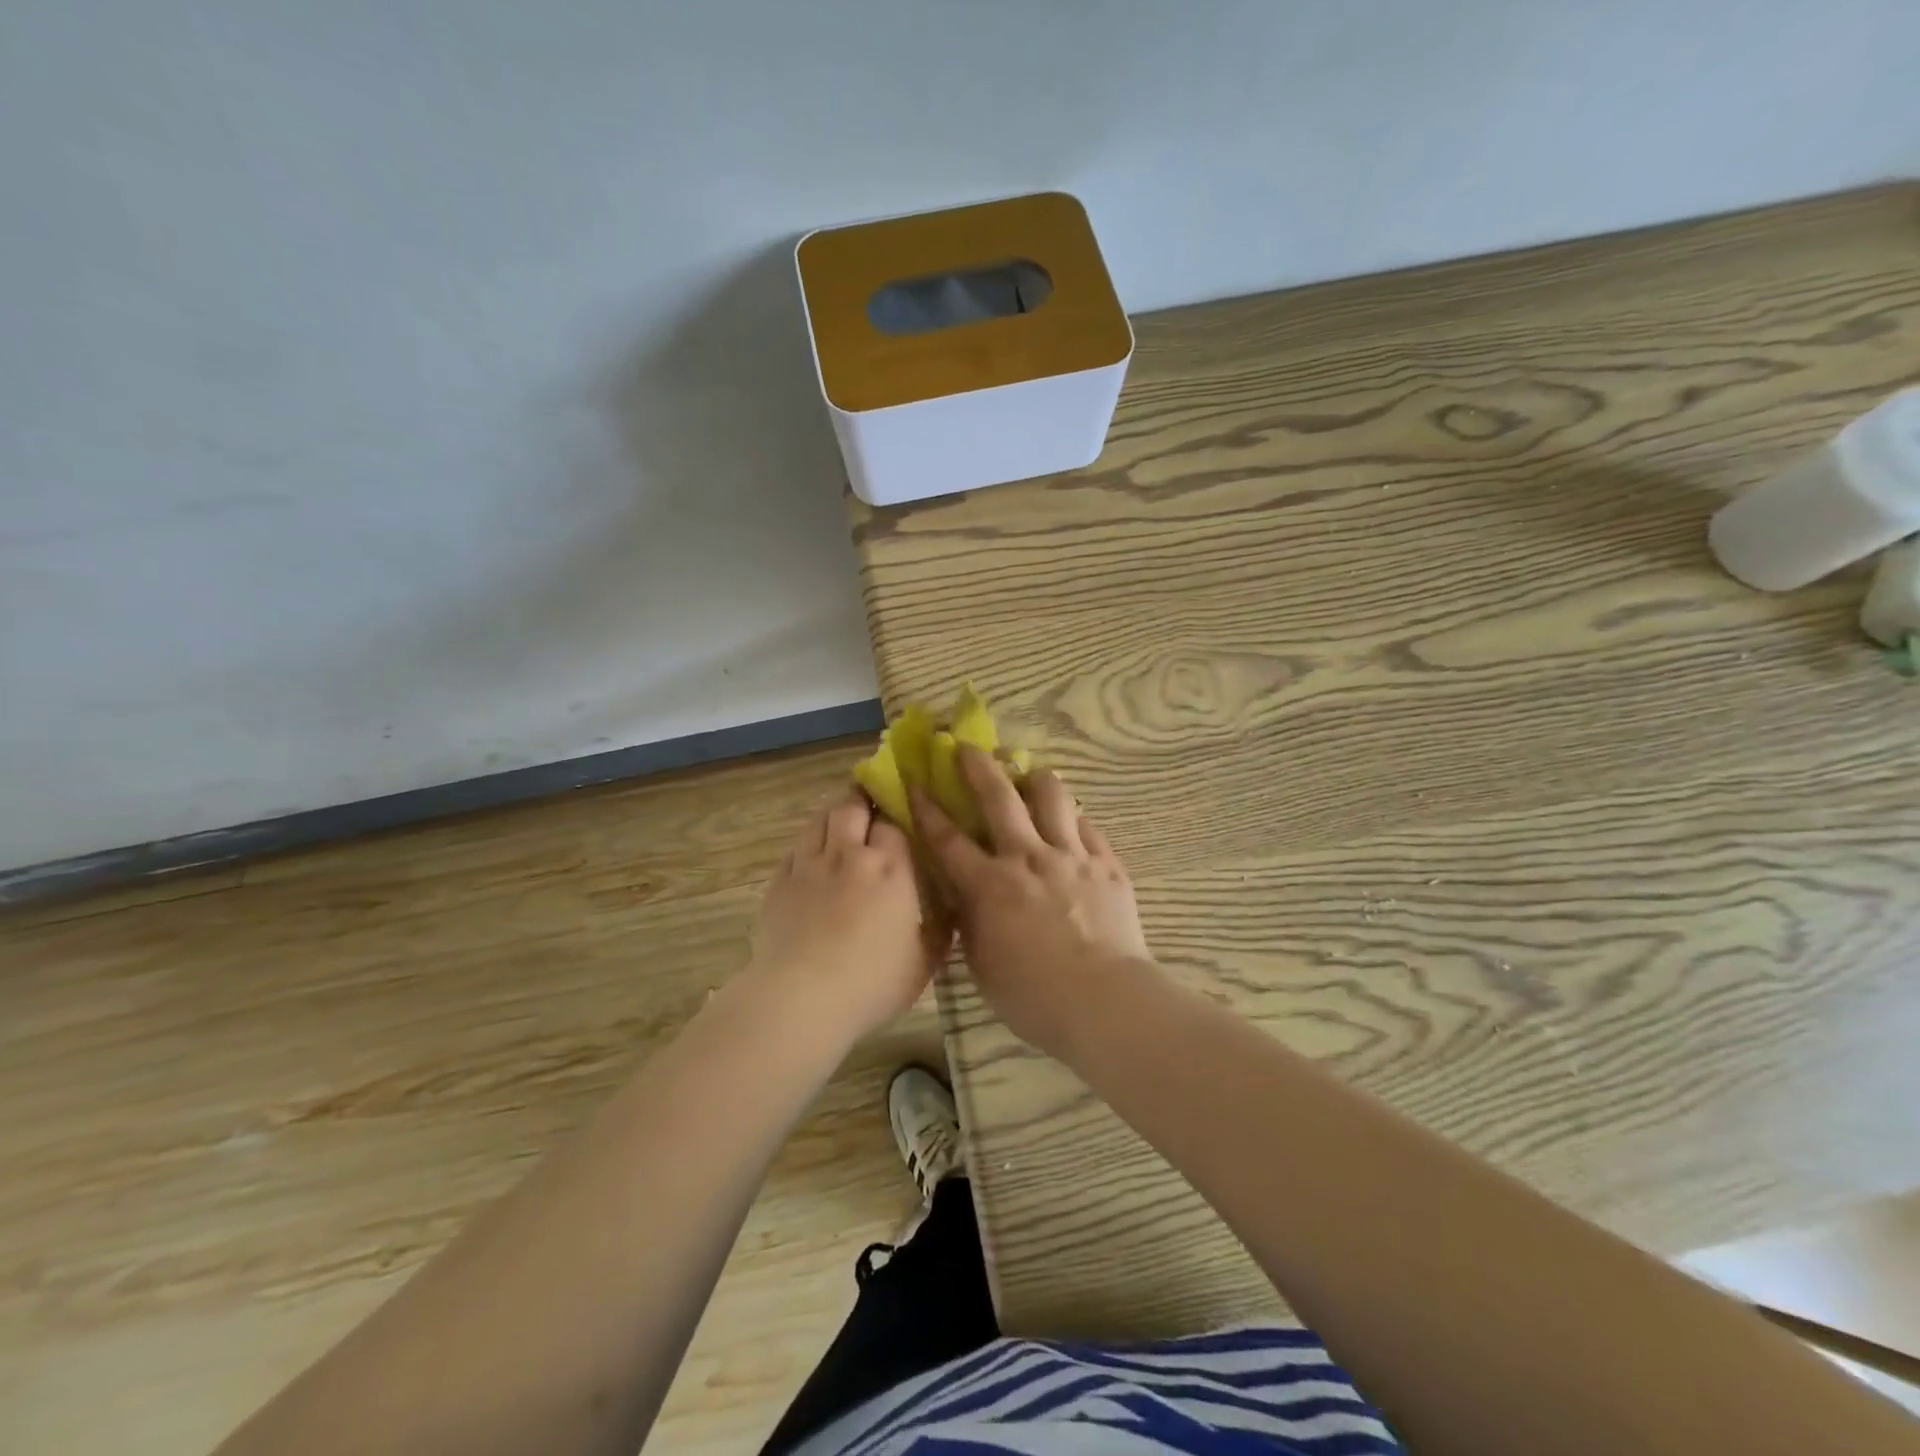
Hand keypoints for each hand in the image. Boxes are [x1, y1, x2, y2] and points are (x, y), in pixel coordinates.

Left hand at [748, 787, 948, 1041]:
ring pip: (820, 818)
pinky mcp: (780, 881)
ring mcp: (809, 865)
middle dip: (863, 798)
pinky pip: (796, 847)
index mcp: (891, 868)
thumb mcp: (923, 963)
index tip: (903, 814)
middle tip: (870, 801)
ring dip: (833, 811)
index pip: (894, 822)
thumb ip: (940, 930)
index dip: (897, 814)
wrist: (800, 999)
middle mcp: (849, 854)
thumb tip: (953, 910)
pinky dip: (808, 842)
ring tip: (842, 814)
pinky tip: (812, 853)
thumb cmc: (871, 983)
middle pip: (853, 807)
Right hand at [912, 748, 1151, 1059]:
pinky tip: (1072, 821)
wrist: (1104, 1001)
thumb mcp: (982, 963)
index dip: (927, 807)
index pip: (948, 838)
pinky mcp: (1107, 865)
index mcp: (989, 885)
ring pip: (1053, 797)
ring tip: (1031, 775)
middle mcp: (1027, 858)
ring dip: (1036, 779)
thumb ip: (970, 921)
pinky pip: (1089, 827)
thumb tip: (963, 895)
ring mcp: (1071, 857)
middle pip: (999, 797)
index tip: (915, 781)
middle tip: (968, 746)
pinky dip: (1075, 819)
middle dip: (979, 766)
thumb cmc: (1033, 996)